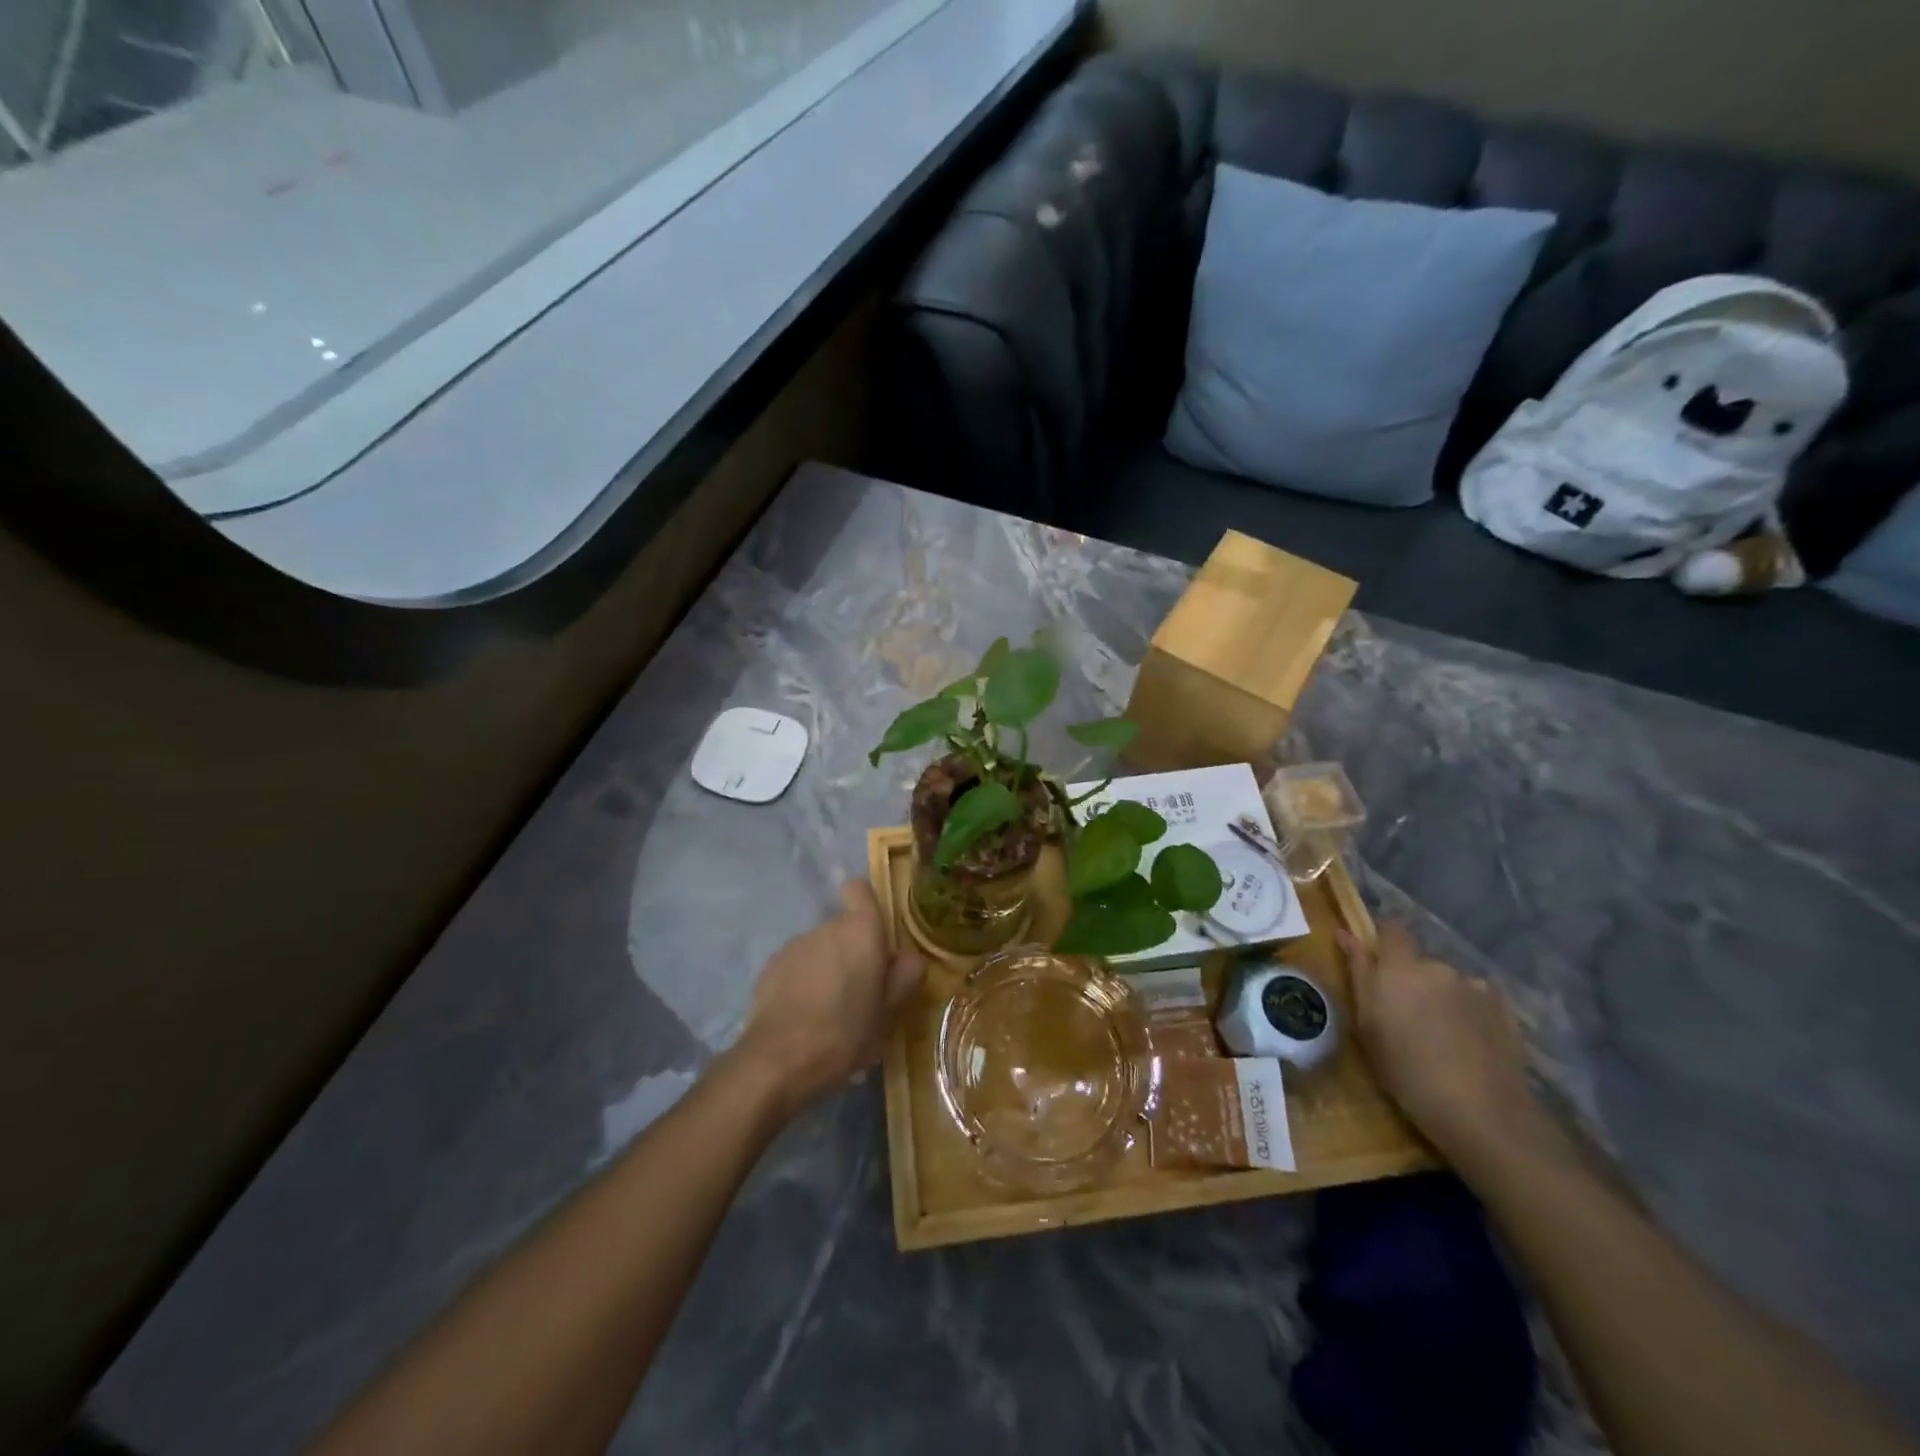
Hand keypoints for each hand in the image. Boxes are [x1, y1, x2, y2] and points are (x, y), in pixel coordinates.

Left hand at [734, 880, 925, 1113]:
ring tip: (829, 1009)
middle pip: (843, 926)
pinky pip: (796, 966)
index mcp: (861, 931)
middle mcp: (826, 927)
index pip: (860, 889)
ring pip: (819, 947)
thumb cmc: (846, 1033)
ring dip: (827, 967)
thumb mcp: (889, 1014)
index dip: (866, 904)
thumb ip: (904, 978)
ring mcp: (794, 945)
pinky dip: (802, 981)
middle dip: (852, 950)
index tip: (875, 934)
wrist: (779, 1060)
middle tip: (860, 990)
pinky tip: (803, 1016)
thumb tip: (911, 957)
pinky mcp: (769, 967)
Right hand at [1339, 922, 1543, 1165]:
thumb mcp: (1368, 1025)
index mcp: (1400, 968)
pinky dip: (1468, 1013)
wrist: (1481, 1112)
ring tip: (1441, 1037)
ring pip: (1448, 983)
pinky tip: (1468, 1045)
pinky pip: (1475, 1000)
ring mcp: (1475, 987)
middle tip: (1406, 1018)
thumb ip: (1359, 973)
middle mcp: (1438, 967)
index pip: (1391, 930)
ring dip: (1441, 998)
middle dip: (1412, 981)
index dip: (1384, 941)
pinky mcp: (1504, 1009)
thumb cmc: (1405, 1070)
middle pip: (1420, 962)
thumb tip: (1345, 934)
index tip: (1376, 965)